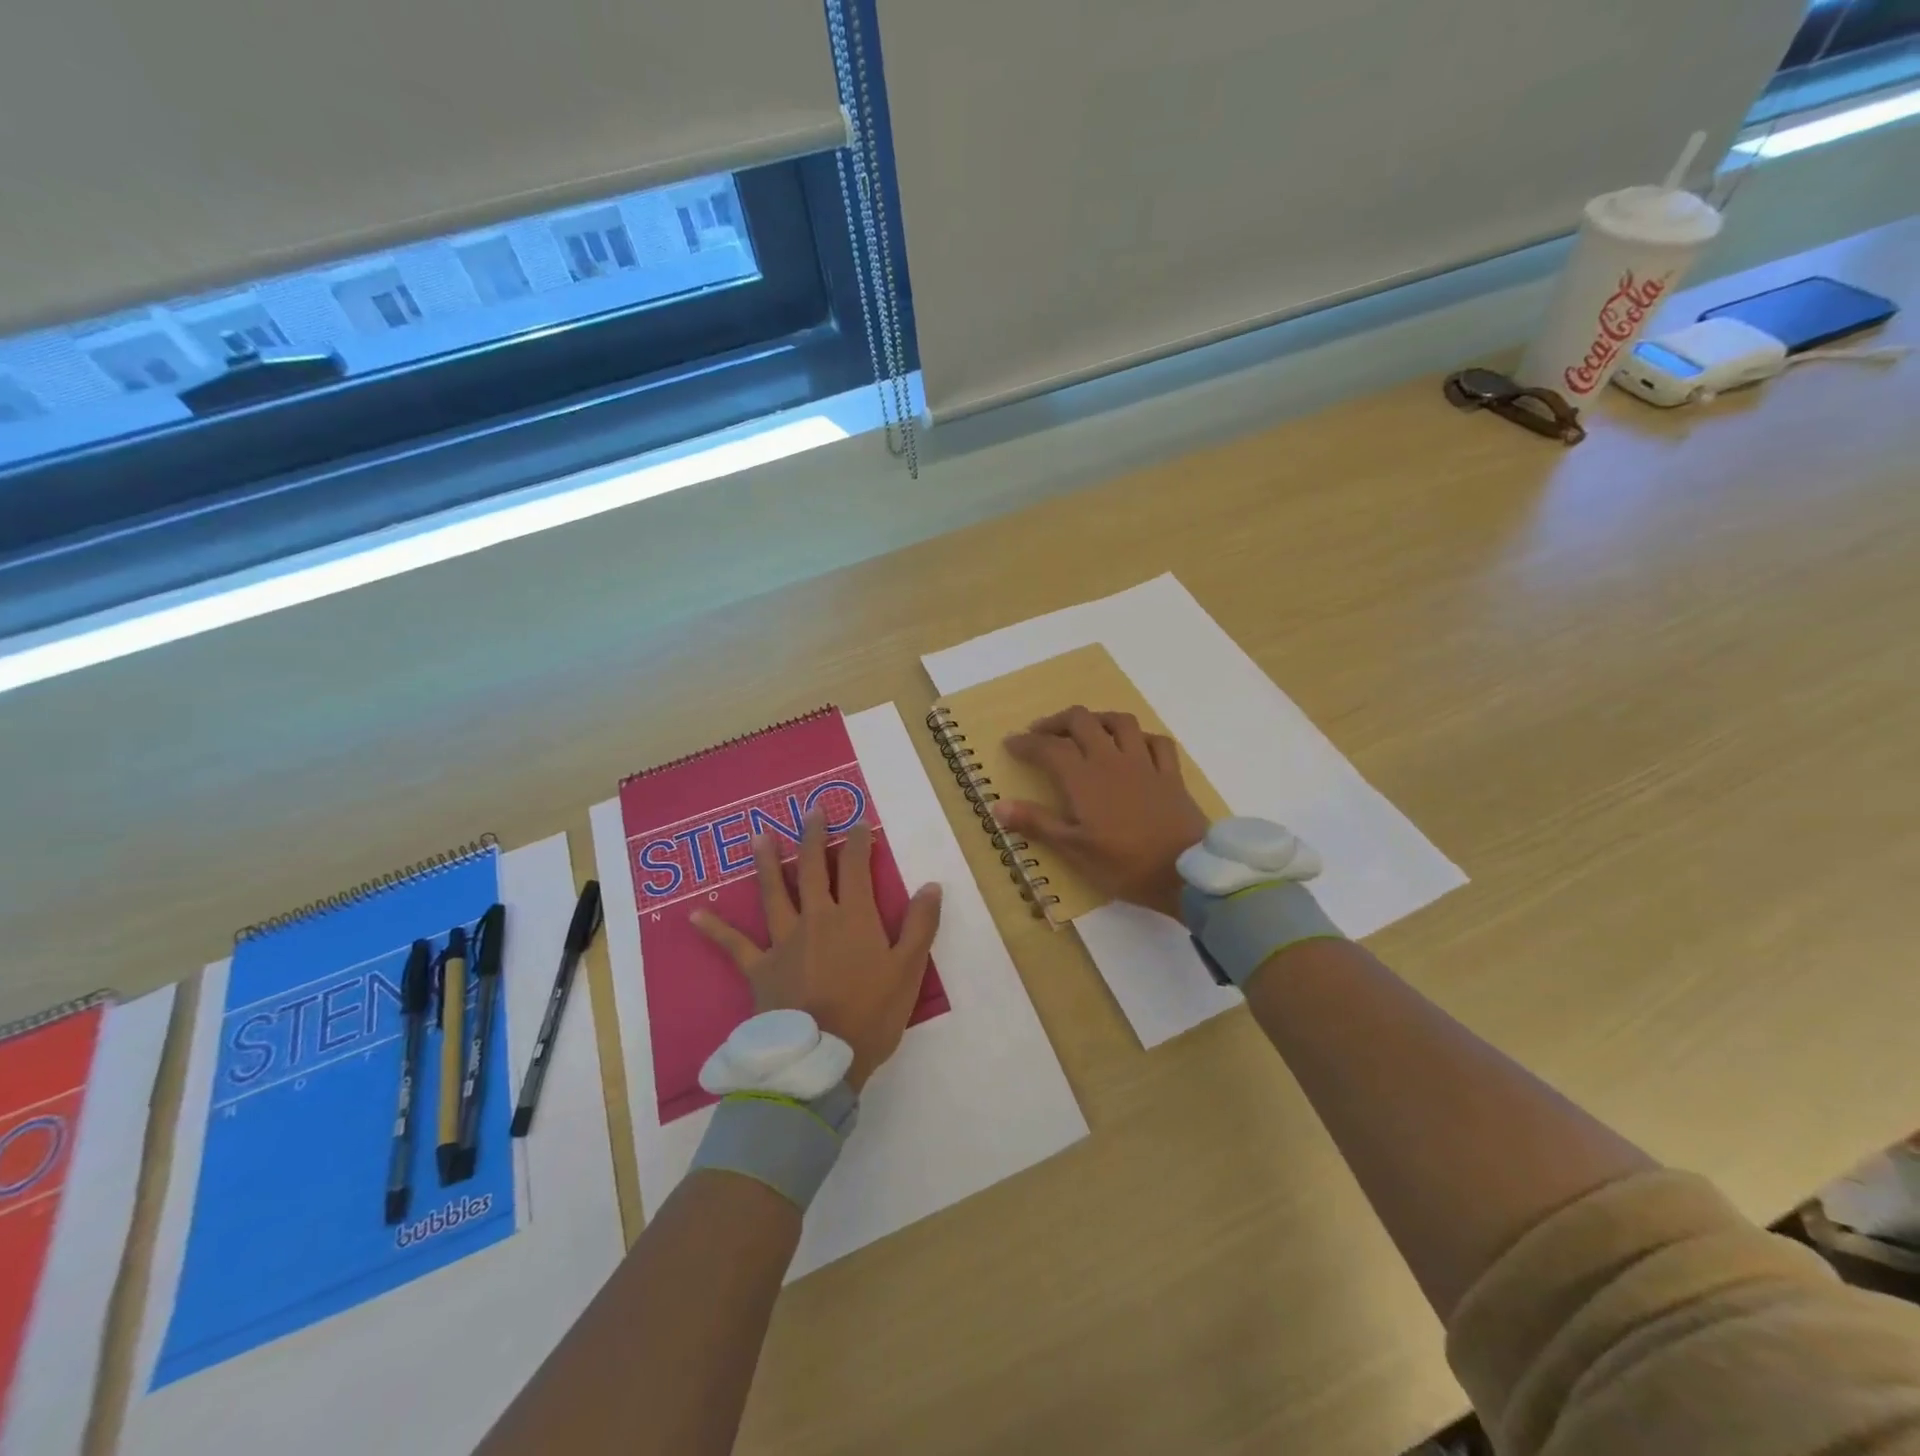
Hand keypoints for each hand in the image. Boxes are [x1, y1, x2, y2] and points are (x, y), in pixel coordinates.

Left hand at [692, 809, 942, 1091]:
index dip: (858, 841)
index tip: (858, 822)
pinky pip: (734, 946)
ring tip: (760, 836)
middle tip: (811, 810)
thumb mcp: (909, 970)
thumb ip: (921, 925)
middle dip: (813, 837)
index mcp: (853, 917)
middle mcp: (816, 919)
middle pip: (811, 868)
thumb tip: (931, 884)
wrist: (821, 1061)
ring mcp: (783, 942)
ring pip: (773, 893)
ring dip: (766, 863)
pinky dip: (715, 930)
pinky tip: (694, 915)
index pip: (855, 867)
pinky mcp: (759, 969)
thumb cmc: (871, 1015)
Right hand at [994, 707, 1209, 920]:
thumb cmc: (1125, 864)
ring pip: (1120, 722)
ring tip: (1086, 730)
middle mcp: (1112, 759)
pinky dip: (1140, 737)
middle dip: (1056, 722)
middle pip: (1081, 721)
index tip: (1010, 744)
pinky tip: (1134, 746)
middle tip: (1042, 734)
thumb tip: (998, 806)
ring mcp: (1145, 763)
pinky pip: (1156, 741)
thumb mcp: (1074, 850)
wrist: (1186, 872)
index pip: (1048, 747)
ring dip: (1097, 719)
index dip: (1026, 743)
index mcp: (1084, 778)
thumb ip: (1037, 823)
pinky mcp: (1171, 774)